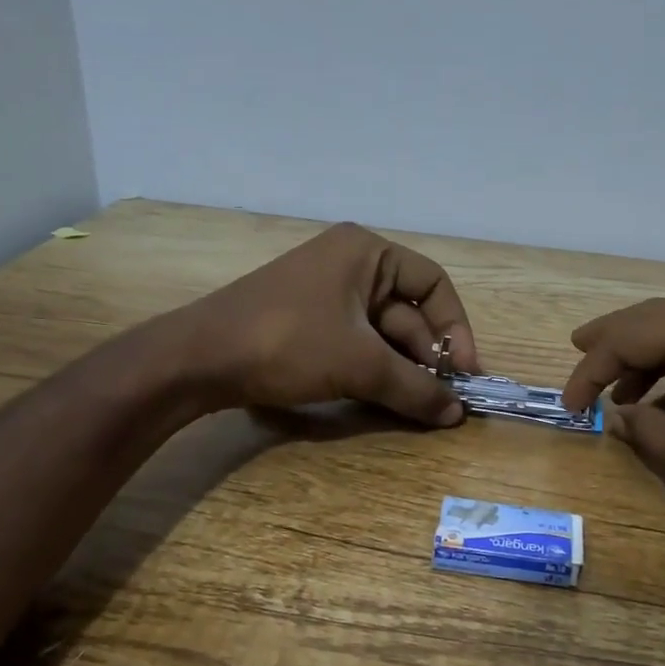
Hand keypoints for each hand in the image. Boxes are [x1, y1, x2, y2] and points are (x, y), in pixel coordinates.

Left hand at [175, 222, 481, 425]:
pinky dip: (374, 370)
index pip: (433, 284)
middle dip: (428, 356)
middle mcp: (350, 264)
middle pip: (408, 311)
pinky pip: (356, 344)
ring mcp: (326, 294)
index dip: (456, 328)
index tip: (466, 373)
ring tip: (420, 406)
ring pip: (382, 333)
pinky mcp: (307, 323)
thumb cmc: (288, 342)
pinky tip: (387, 399)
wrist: (198, 359)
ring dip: (403, 369)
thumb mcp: (359, 364)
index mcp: (367, 252)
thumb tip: (458, 413)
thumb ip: (414, 387)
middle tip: (444, 400)